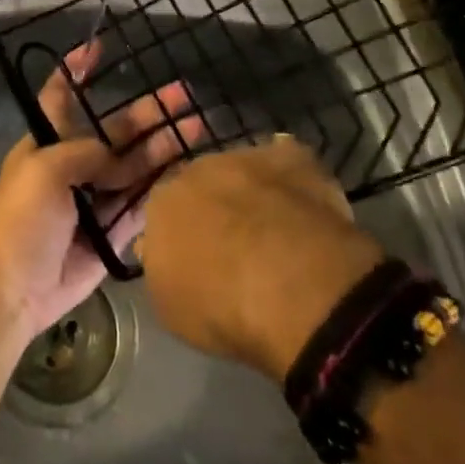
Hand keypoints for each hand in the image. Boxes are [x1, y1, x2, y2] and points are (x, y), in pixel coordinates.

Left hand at [0, 41, 197, 340]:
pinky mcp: (110, 233)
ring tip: (199, 128)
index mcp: (48, 142)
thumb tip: (118, 157)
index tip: (97, 47)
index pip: (61, 96)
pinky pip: (140, 205)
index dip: (76, 70)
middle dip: (149, 112)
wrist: (12, 290)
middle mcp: (73, 164)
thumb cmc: (21, 219)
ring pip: (135, 166)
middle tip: (185, 94)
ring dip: (164, 147)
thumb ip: (87, 153)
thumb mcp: (46, 170)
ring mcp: (94, 199)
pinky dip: (161, 189)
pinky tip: (189, 171)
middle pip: (116, 130)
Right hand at [136, 135, 384, 383]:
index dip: (181, 235)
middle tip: (235, 245)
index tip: (197, 260)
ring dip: (252, 192)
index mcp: (161, 202)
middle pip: (203, 184)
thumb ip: (164, 268)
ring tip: (275, 231)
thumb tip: (166, 254)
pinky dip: (291, 179)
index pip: (164, 211)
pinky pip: (287, 162)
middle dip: (216, 207)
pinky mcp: (294, 158)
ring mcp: (247, 158)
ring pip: (243, 170)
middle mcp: (198, 169)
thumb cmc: (221, 305)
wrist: (289, 283)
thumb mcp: (170, 306)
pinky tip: (303, 206)